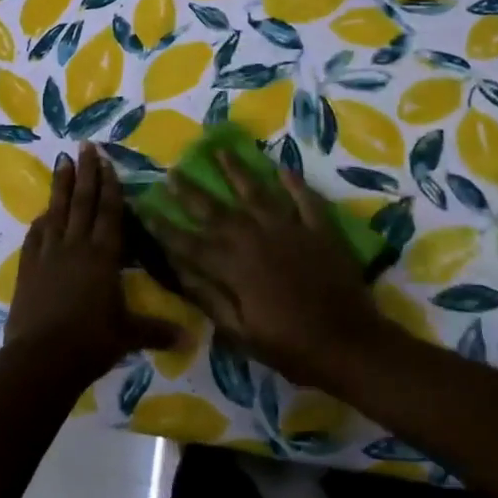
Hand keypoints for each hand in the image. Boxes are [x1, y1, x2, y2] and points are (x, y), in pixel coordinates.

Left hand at [3, 143, 172, 384]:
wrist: (41, 358)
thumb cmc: (91, 342)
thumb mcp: (128, 335)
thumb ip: (156, 330)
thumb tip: (189, 338)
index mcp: (103, 256)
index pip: (109, 212)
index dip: (110, 185)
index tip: (107, 160)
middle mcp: (76, 246)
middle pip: (82, 202)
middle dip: (86, 172)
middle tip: (85, 146)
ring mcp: (49, 254)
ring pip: (57, 211)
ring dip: (61, 185)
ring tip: (63, 161)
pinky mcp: (28, 268)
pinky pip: (36, 236)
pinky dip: (41, 221)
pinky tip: (42, 213)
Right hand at [146, 151, 387, 387]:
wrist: (351, 345)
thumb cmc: (291, 348)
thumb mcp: (242, 333)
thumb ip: (210, 299)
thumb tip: (179, 270)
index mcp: (234, 267)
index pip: (190, 243)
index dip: (166, 227)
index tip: (146, 208)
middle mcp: (256, 239)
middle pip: (217, 210)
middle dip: (192, 191)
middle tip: (174, 171)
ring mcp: (290, 230)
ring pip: (257, 193)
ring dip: (237, 171)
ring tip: (221, 150)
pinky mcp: (319, 230)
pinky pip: (304, 199)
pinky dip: (293, 183)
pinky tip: (282, 167)